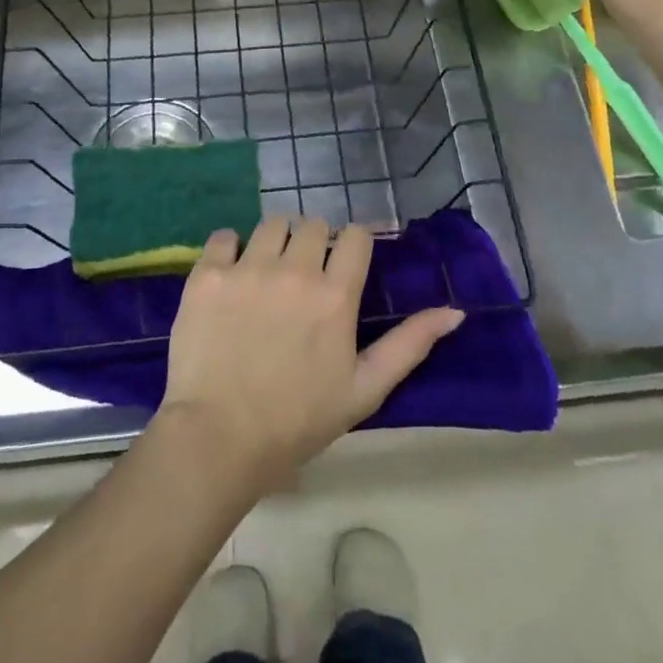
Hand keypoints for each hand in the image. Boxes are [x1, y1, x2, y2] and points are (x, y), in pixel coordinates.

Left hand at [157, 215, 463, 495]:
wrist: (218, 438)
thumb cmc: (298, 420)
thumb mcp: (365, 389)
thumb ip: (410, 345)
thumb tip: (455, 312)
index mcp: (335, 295)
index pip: (355, 235)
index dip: (353, 245)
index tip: (345, 263)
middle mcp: (294, 269)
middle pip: (313, 225)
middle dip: (315, 242)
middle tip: (304, 277)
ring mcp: (247, 268)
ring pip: (271, 224)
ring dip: (276, 241)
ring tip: (268, 274)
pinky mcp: (207, 274)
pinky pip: (224, 236)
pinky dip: (230, 248)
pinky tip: (231, 276)